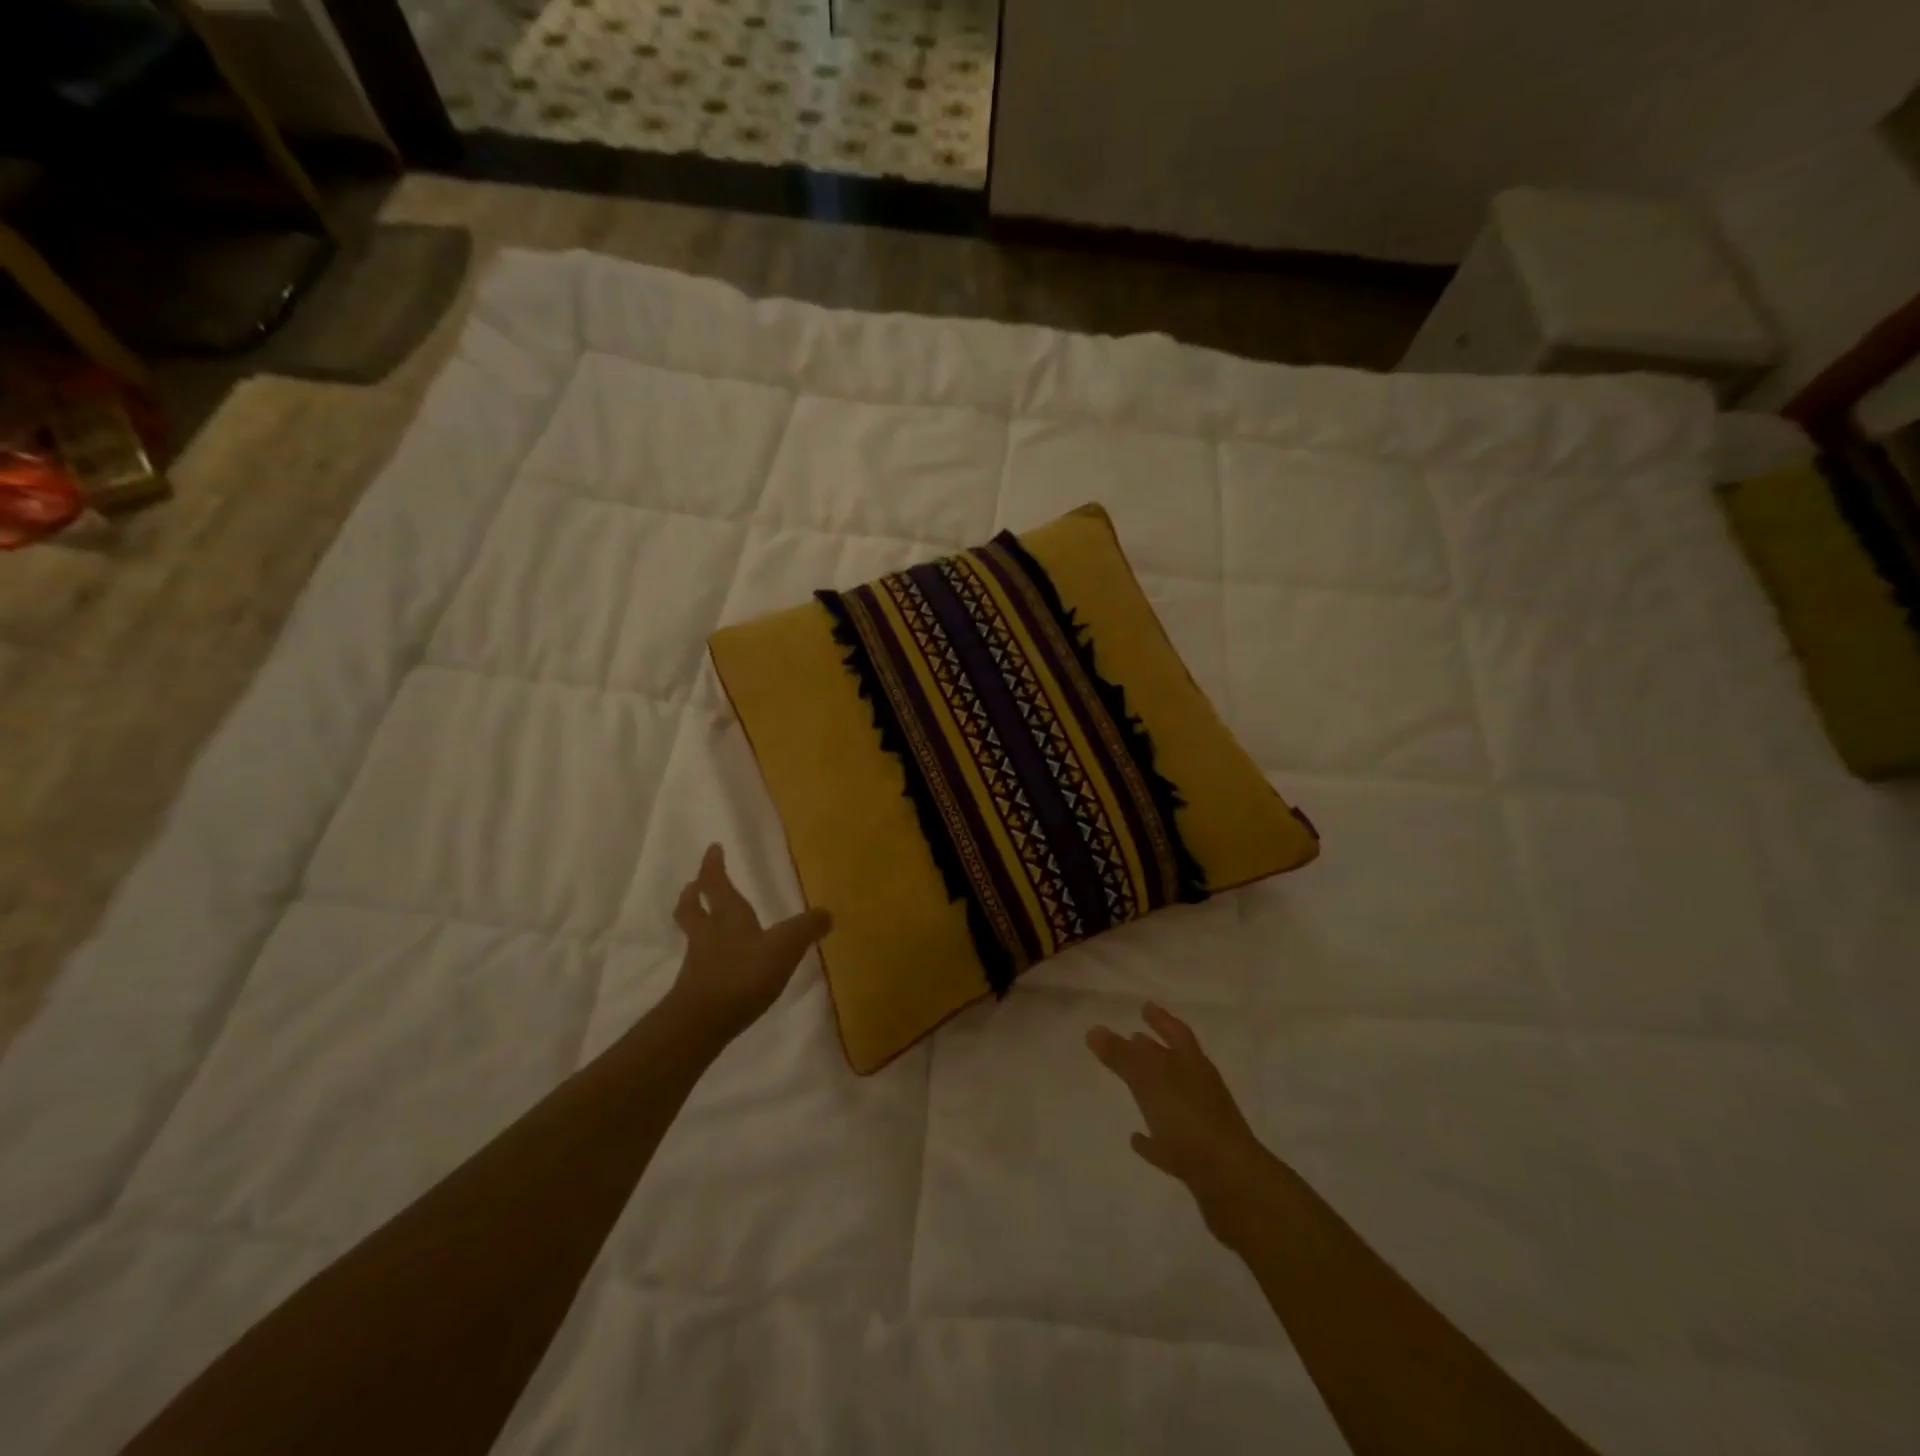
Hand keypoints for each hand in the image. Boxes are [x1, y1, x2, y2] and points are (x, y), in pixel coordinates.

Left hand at [666, 844, 831, 1045]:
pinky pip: (699, 961)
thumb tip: (827, 913)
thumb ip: (806, 928)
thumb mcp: (785, 946)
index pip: (717, 883)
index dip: (713, 865)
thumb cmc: (743, 973)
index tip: (712, 849)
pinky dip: (705, 954)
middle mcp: (708, 933)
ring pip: (693, 933)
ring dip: (696, 921)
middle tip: (694, 884)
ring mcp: (698, 962)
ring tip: (703, 918)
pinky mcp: (696, 989)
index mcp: (728, 915)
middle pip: (693, 907)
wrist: (702, 1023)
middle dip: (694, 893)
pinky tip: (717, 962)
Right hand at [1087, 1003, 1270, 1242]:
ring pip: (1174, 1099)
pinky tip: (1136, 1139)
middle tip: (1132, 1038)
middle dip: (1155, 1050)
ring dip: (1154, 1091)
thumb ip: (1121, 1056)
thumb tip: (1095, 1029)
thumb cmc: (1189, 1119)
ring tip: (1130, 1084)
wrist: (1231, 1184)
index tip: (1144, 1006)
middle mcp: (1200, 1088)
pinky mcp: (1197, 1159)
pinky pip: (1170, 1140)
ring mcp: (1202, 1124)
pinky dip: (1153, 1137)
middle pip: (1175, 1063)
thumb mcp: (1150, 1081)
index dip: (1160, 1018)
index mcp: (1193, 1064)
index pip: (1176, 1032)